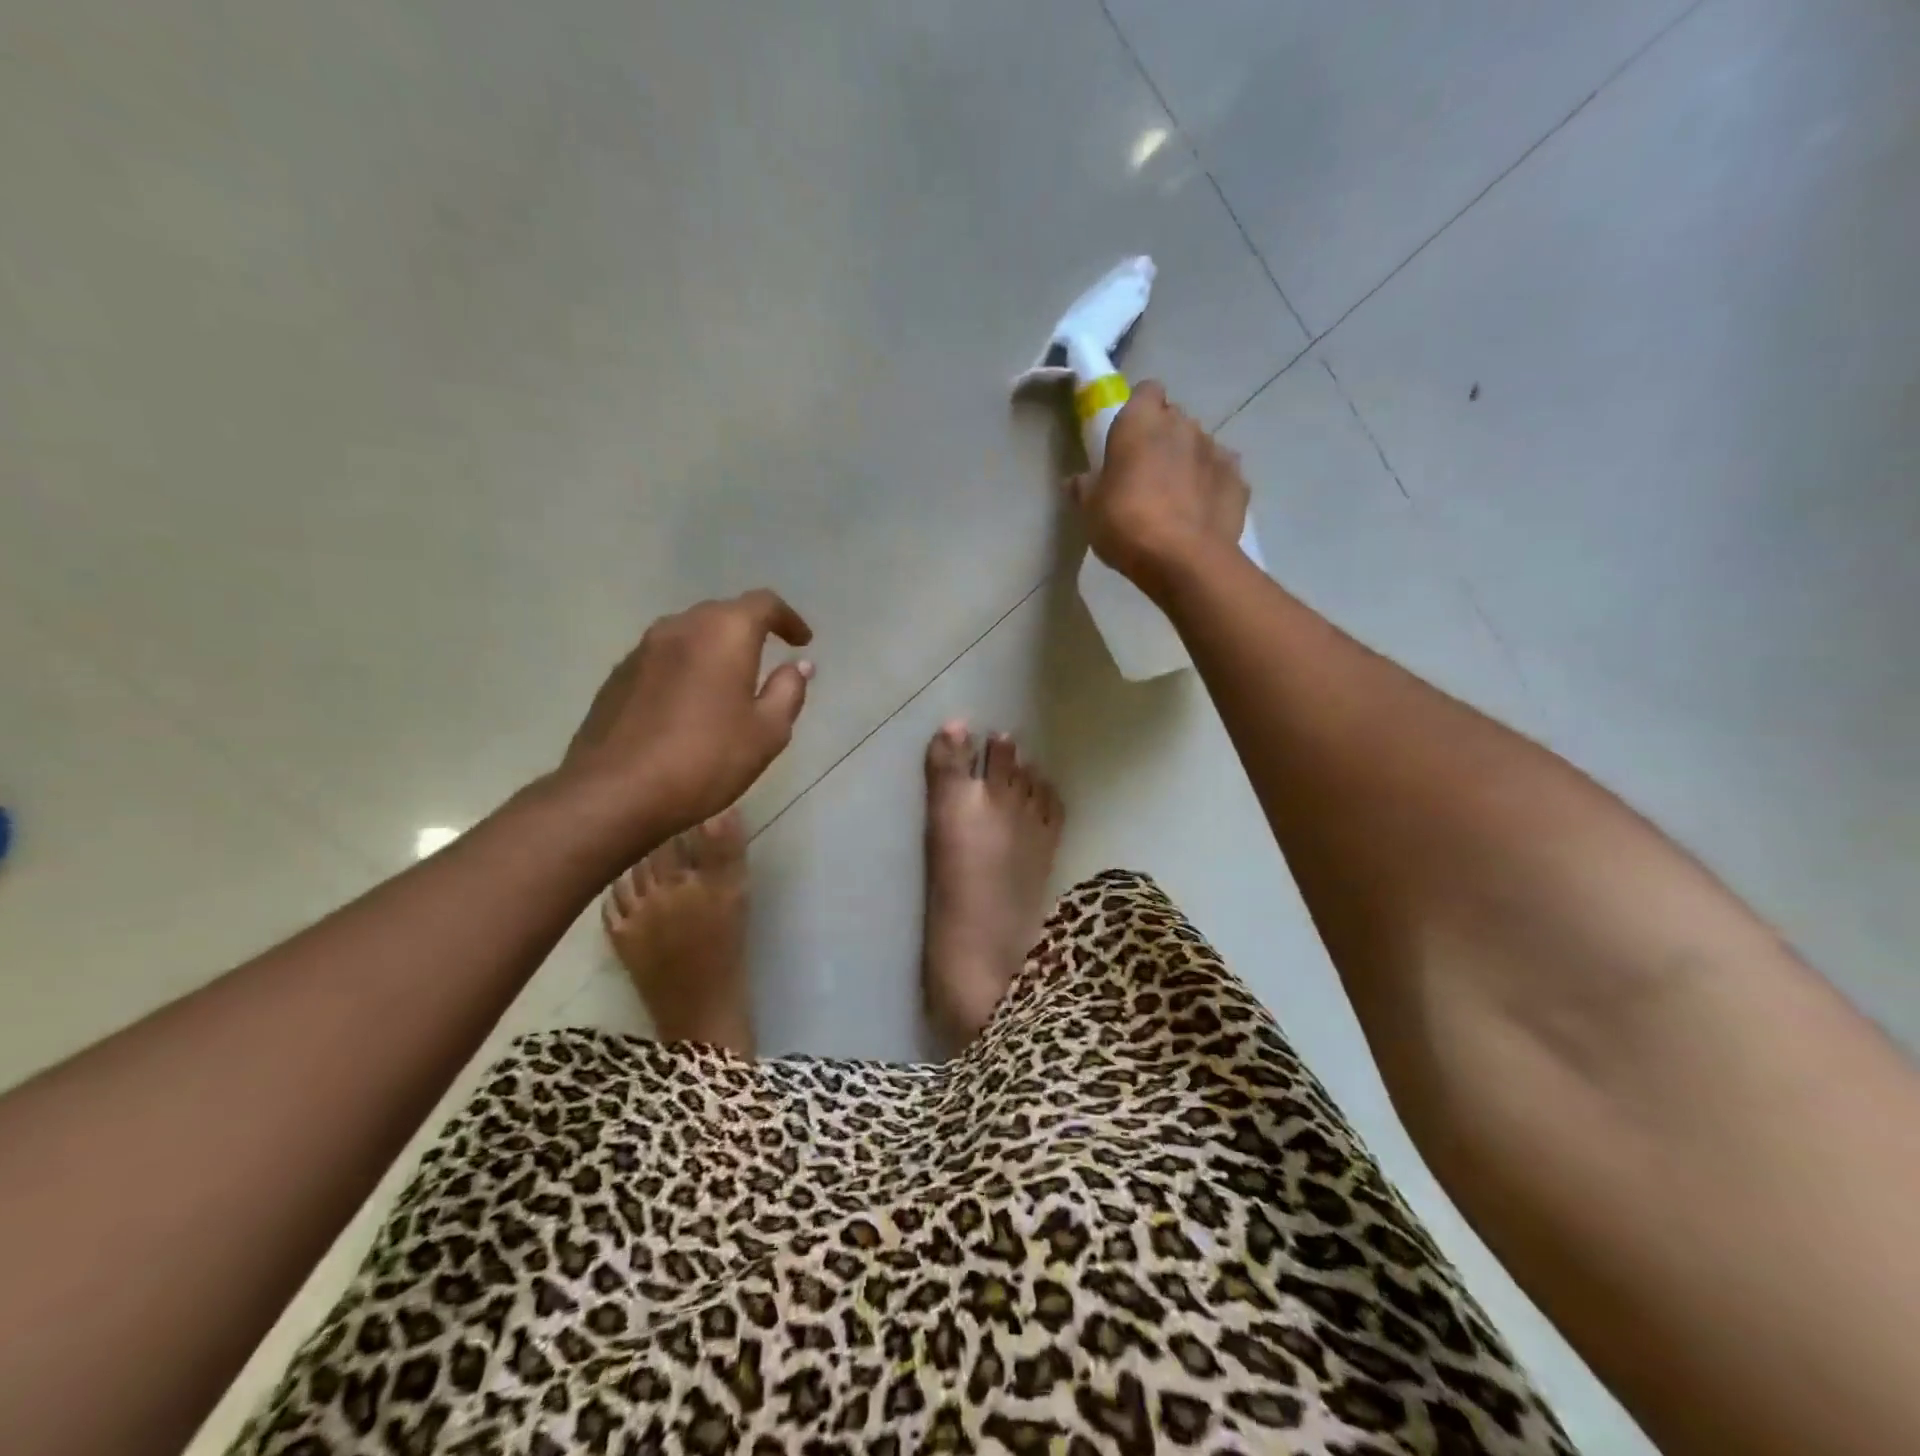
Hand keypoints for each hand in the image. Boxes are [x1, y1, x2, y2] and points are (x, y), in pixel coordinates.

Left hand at [561, 590, 813, 837]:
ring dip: (715, 649)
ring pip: (690, 634)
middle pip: (723, 613)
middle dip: (751, 630)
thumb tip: (797, 665)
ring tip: (730, 681)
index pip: (764, 604)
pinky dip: (687, 667)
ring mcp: (642, 649)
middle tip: (769, 659)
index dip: (788, 618)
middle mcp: (681, 627)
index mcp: (724, 632)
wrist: (614, 793)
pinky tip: (691, 704)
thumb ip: (788, 690)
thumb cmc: (705, 759)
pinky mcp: (618, 676)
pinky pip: (664, 658)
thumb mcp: (767, 732)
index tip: (802, 641)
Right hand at [1067, 380, 1249, 596]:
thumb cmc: (1126, 524)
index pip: (1146, 391)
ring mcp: (1216, 450)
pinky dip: (1212, 486)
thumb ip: (1085, 488)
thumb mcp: (1091, 510)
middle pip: (1174, 418)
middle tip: (1147, 472)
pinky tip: (1200, 512)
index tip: (1128, 436)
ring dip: (1188, 461)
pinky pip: (1221, 474)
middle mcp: (1183, 425)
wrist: (1183, 559)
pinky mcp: (1238, 479)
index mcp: (1141, 422)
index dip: (1138, 409)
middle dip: (1163, 437)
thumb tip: (1077, 481)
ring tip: (1176, 497)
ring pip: (1200, 445)